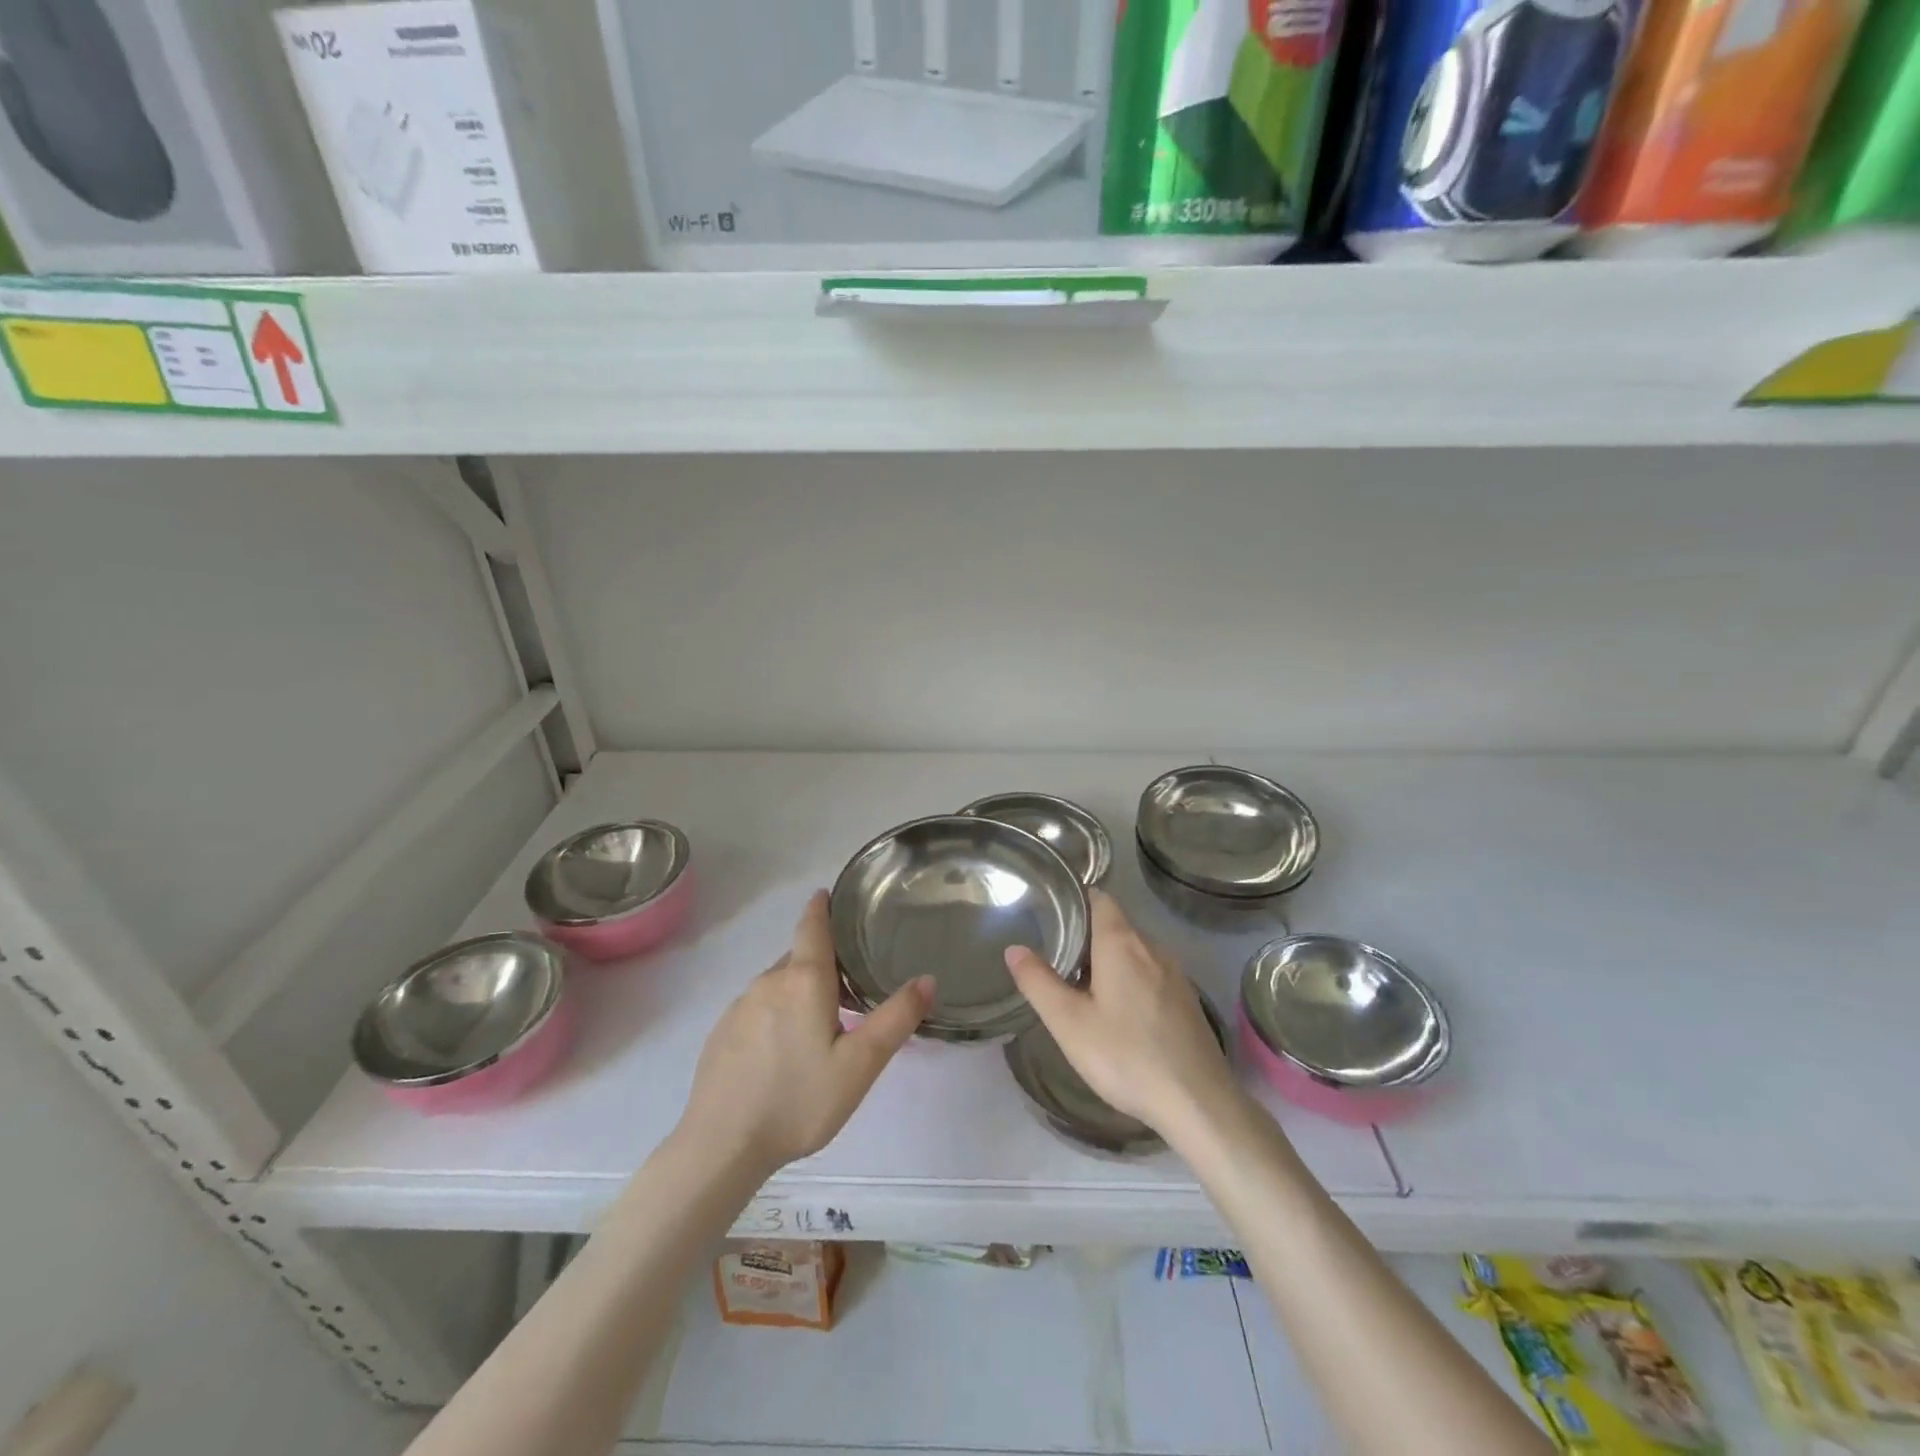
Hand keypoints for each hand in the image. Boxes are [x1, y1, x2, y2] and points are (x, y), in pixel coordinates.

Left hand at [681, 890, 931, 1175]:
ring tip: (822, 1025)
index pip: (812, 926)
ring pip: (779, 985)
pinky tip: (784, 1053)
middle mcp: (768, 981)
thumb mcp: (860, 1065)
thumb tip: (927, 979)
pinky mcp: (721, 1033)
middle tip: (851, 987)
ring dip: (801, 992)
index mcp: (804, 980)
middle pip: (800, 958)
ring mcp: (740, 1007)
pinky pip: (758, 1009)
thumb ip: (896, 1019)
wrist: (721, 1146)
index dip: (821, 907)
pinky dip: (777, 1015)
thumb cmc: (798, 1101)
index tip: (828, 894)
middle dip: (823, 963)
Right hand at [1005, 890, 1240, 1137]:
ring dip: (1108, 960)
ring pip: (1134, 951)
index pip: (1099, 898)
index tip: (1049, 915)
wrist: (1198, 1103)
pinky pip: (1150, 973)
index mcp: (1122, 942)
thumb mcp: (1069, 1023)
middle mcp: (1152, 947)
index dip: (1074, 900)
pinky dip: (1129, 979)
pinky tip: (1117, 1013)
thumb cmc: (1126, 1057)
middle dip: (1085, 935)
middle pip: (1115, 924)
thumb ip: (1038, 982)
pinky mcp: (1186, 1000)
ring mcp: (1175, 973)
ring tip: (1080, 986)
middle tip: (1054, 958)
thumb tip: (1014, 948)